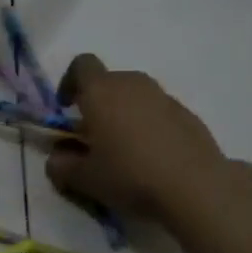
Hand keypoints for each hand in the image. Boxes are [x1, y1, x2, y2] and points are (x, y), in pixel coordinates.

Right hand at [45, 55, 232, 218]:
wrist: (194, 187)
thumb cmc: (129, 175)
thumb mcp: (83, 179)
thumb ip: (62, 165)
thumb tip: (57, 157)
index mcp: (101, 91)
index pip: (81, 65)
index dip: (69, 82)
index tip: (66, 109)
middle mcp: (133, 84)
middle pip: (109, 81)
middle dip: (97, 103)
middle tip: (93, 137)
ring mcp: (164, 97)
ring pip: (135, 96)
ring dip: (124, 114)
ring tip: (123, 150)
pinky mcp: (188, 115)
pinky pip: (158, 112)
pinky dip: (149, 126)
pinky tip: (151, 157)